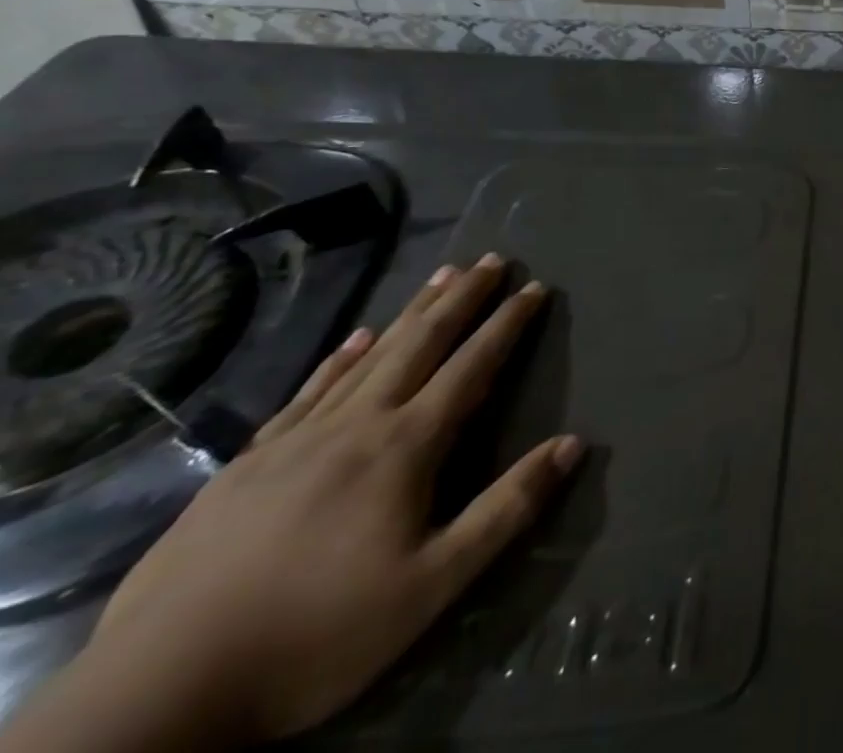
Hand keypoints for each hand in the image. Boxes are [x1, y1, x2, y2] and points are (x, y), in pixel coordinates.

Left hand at [81, 254, 578, 745]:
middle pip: (421, 344)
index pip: (472, 367)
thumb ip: (508, 508)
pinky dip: (341, 356)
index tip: (536, 288)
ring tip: (441, 276)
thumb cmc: (317, 636)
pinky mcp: (245, 465)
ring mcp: (295, 440)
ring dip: (412, 312)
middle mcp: (356, 424)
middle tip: (493, 260)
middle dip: (462, 299)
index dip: (507, 324)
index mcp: (404, 447)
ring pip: (369, 356)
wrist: (155, 698)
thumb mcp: (434, 585)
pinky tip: (356, 337)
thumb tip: (573, 444)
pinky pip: (309, 390)